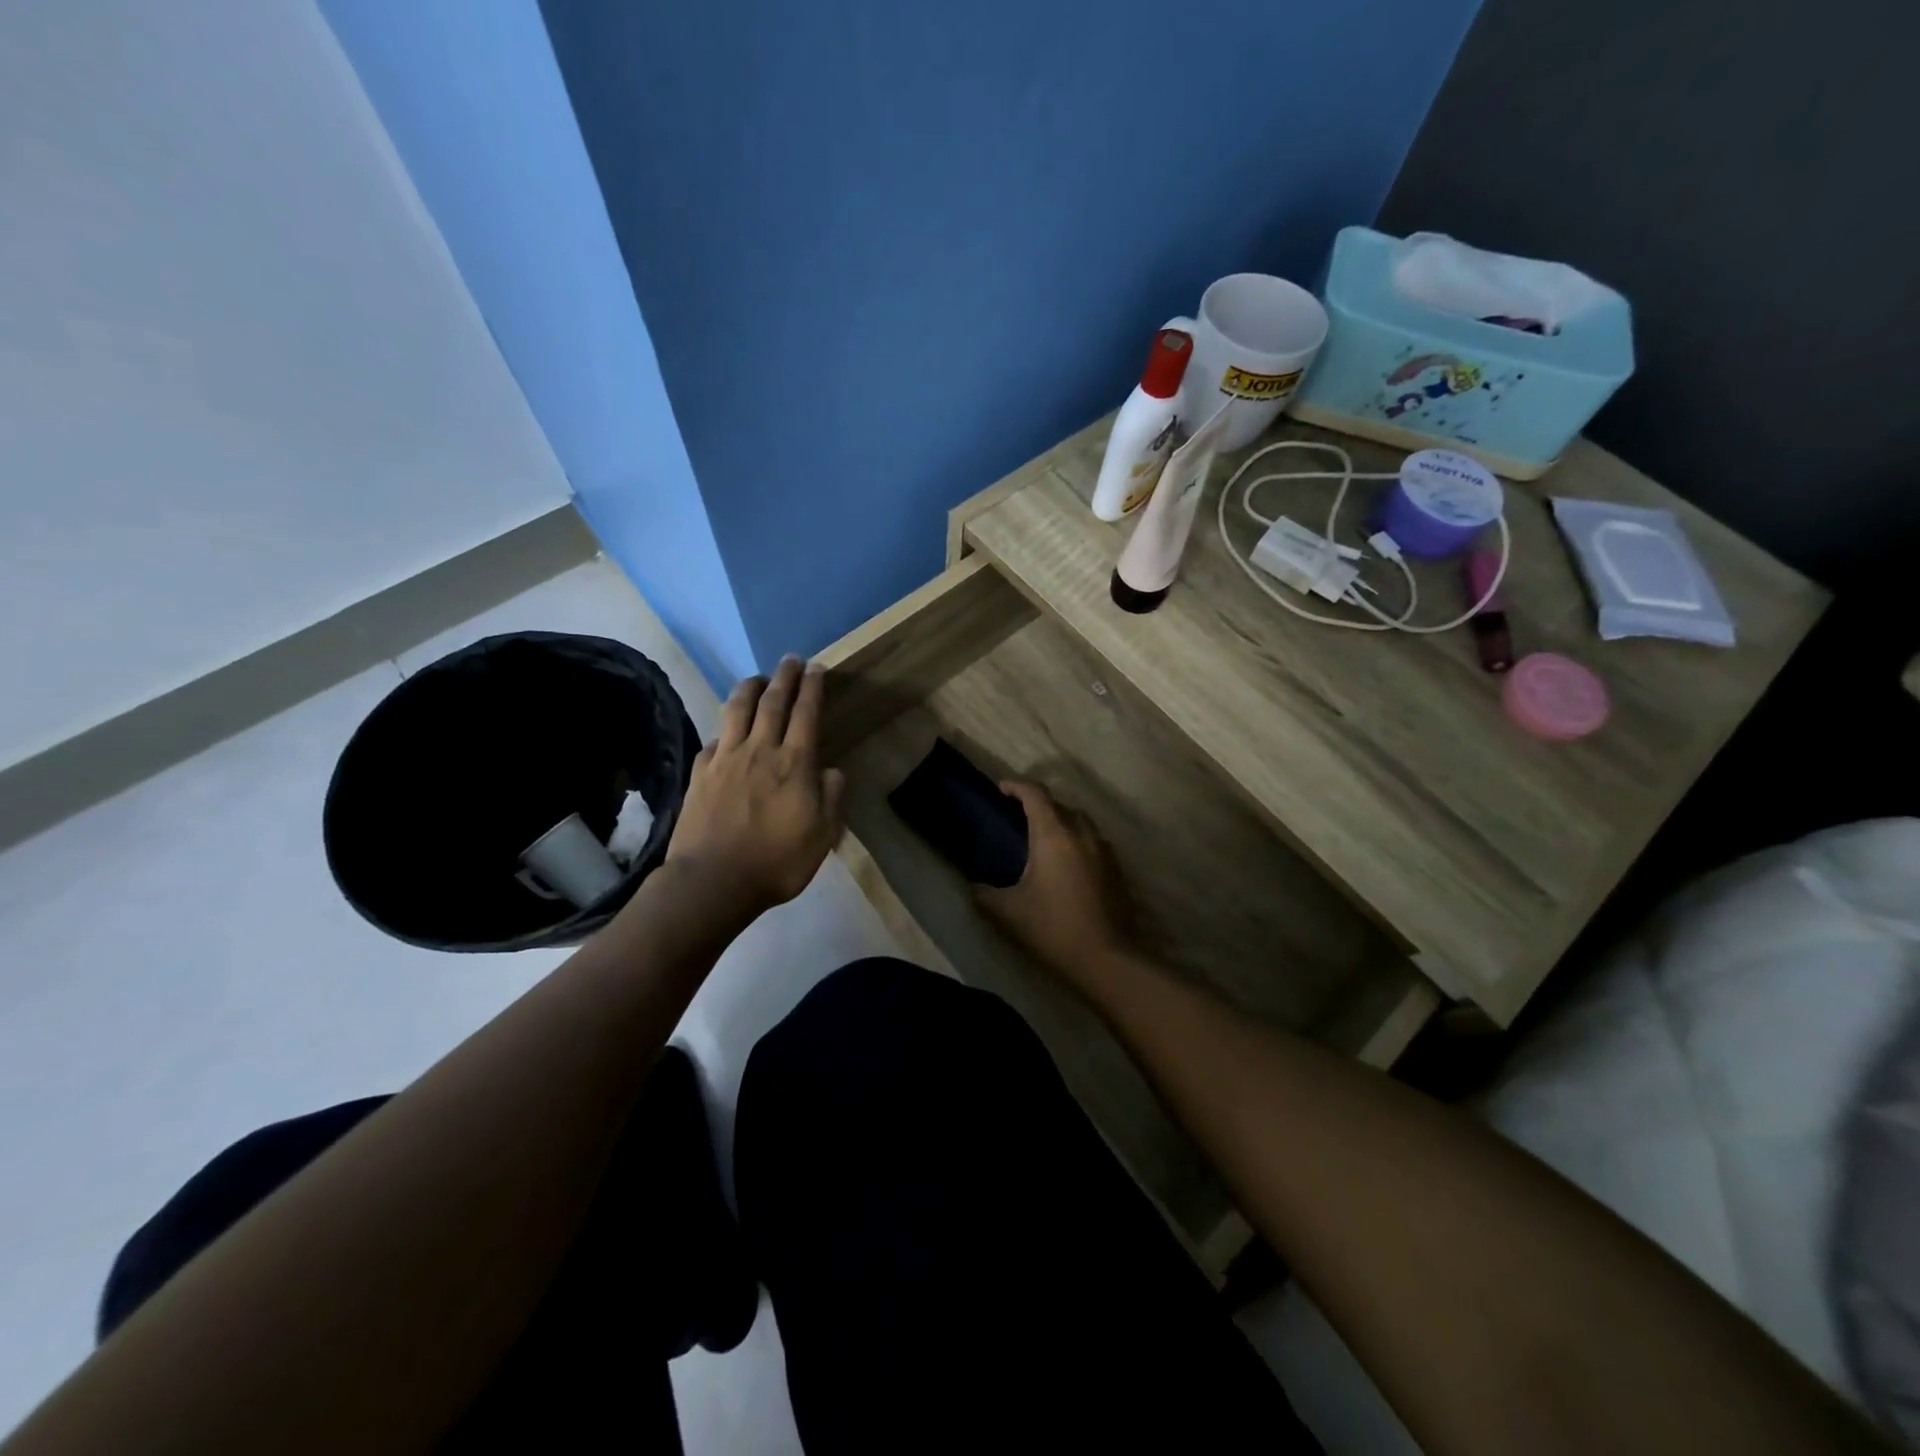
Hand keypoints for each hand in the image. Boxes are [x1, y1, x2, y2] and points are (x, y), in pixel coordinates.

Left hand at [666, 657, 845, 916]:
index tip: (817, 668)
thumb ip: (831, 797)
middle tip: (791, 659)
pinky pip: (714, 739)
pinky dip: (724, 729)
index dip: (813, 688)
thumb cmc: (777, 862)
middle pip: (773, 702)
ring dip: (750, 688)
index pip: (806, 713)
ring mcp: (725, 759)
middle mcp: (760, 750)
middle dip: (785, 677)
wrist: (713, 882)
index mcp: (794, 763)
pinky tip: (726, 730)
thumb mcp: (822, 836)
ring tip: (759, 678)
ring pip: (737, 710)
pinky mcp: (700, 774)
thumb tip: (831, 771)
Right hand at [975, 781, 1137, 990]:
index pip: (1035, 794)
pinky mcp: (1117, 870)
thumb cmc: (1053, 928)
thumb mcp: (1008, 912)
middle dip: (1039, 806)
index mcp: (1054, 834)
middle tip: (1019, 819)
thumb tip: (974, 887)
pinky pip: (1094, 843)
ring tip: (1044, 841)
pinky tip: (1068, 867)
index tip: (1001, 788)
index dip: (1016, 786)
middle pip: (1060, 805)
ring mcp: (1104, 851)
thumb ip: (986, 894)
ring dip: (1062, 823)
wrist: (1108, 958)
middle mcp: (1082, 833)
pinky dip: (1078, 843)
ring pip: (1081, 823)